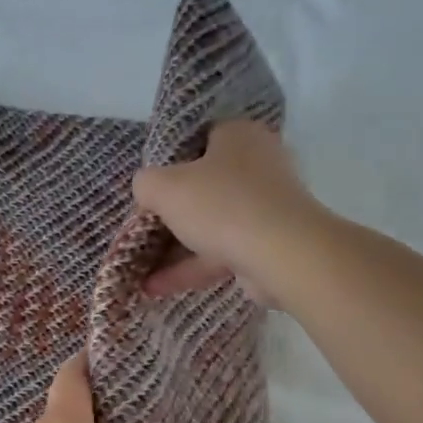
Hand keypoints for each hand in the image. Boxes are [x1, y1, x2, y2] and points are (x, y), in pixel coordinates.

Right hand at [132, 120, 325, 300]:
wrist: (282, 254)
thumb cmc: (221, 205)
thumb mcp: (164, 187)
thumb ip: (146, 184)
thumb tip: (147, 191)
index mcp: (239, 136)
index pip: (200, 139)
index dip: (171, 162)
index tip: (151, 186)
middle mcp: (259, 165)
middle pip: (205, 184)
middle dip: (173, 210)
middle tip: (145, 225)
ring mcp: (267, 207)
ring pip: (212, 223)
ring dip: (176, 247)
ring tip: (140, 265)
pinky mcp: (269, 244)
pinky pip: (222, 252)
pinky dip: (191, 267)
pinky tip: (156, 287)